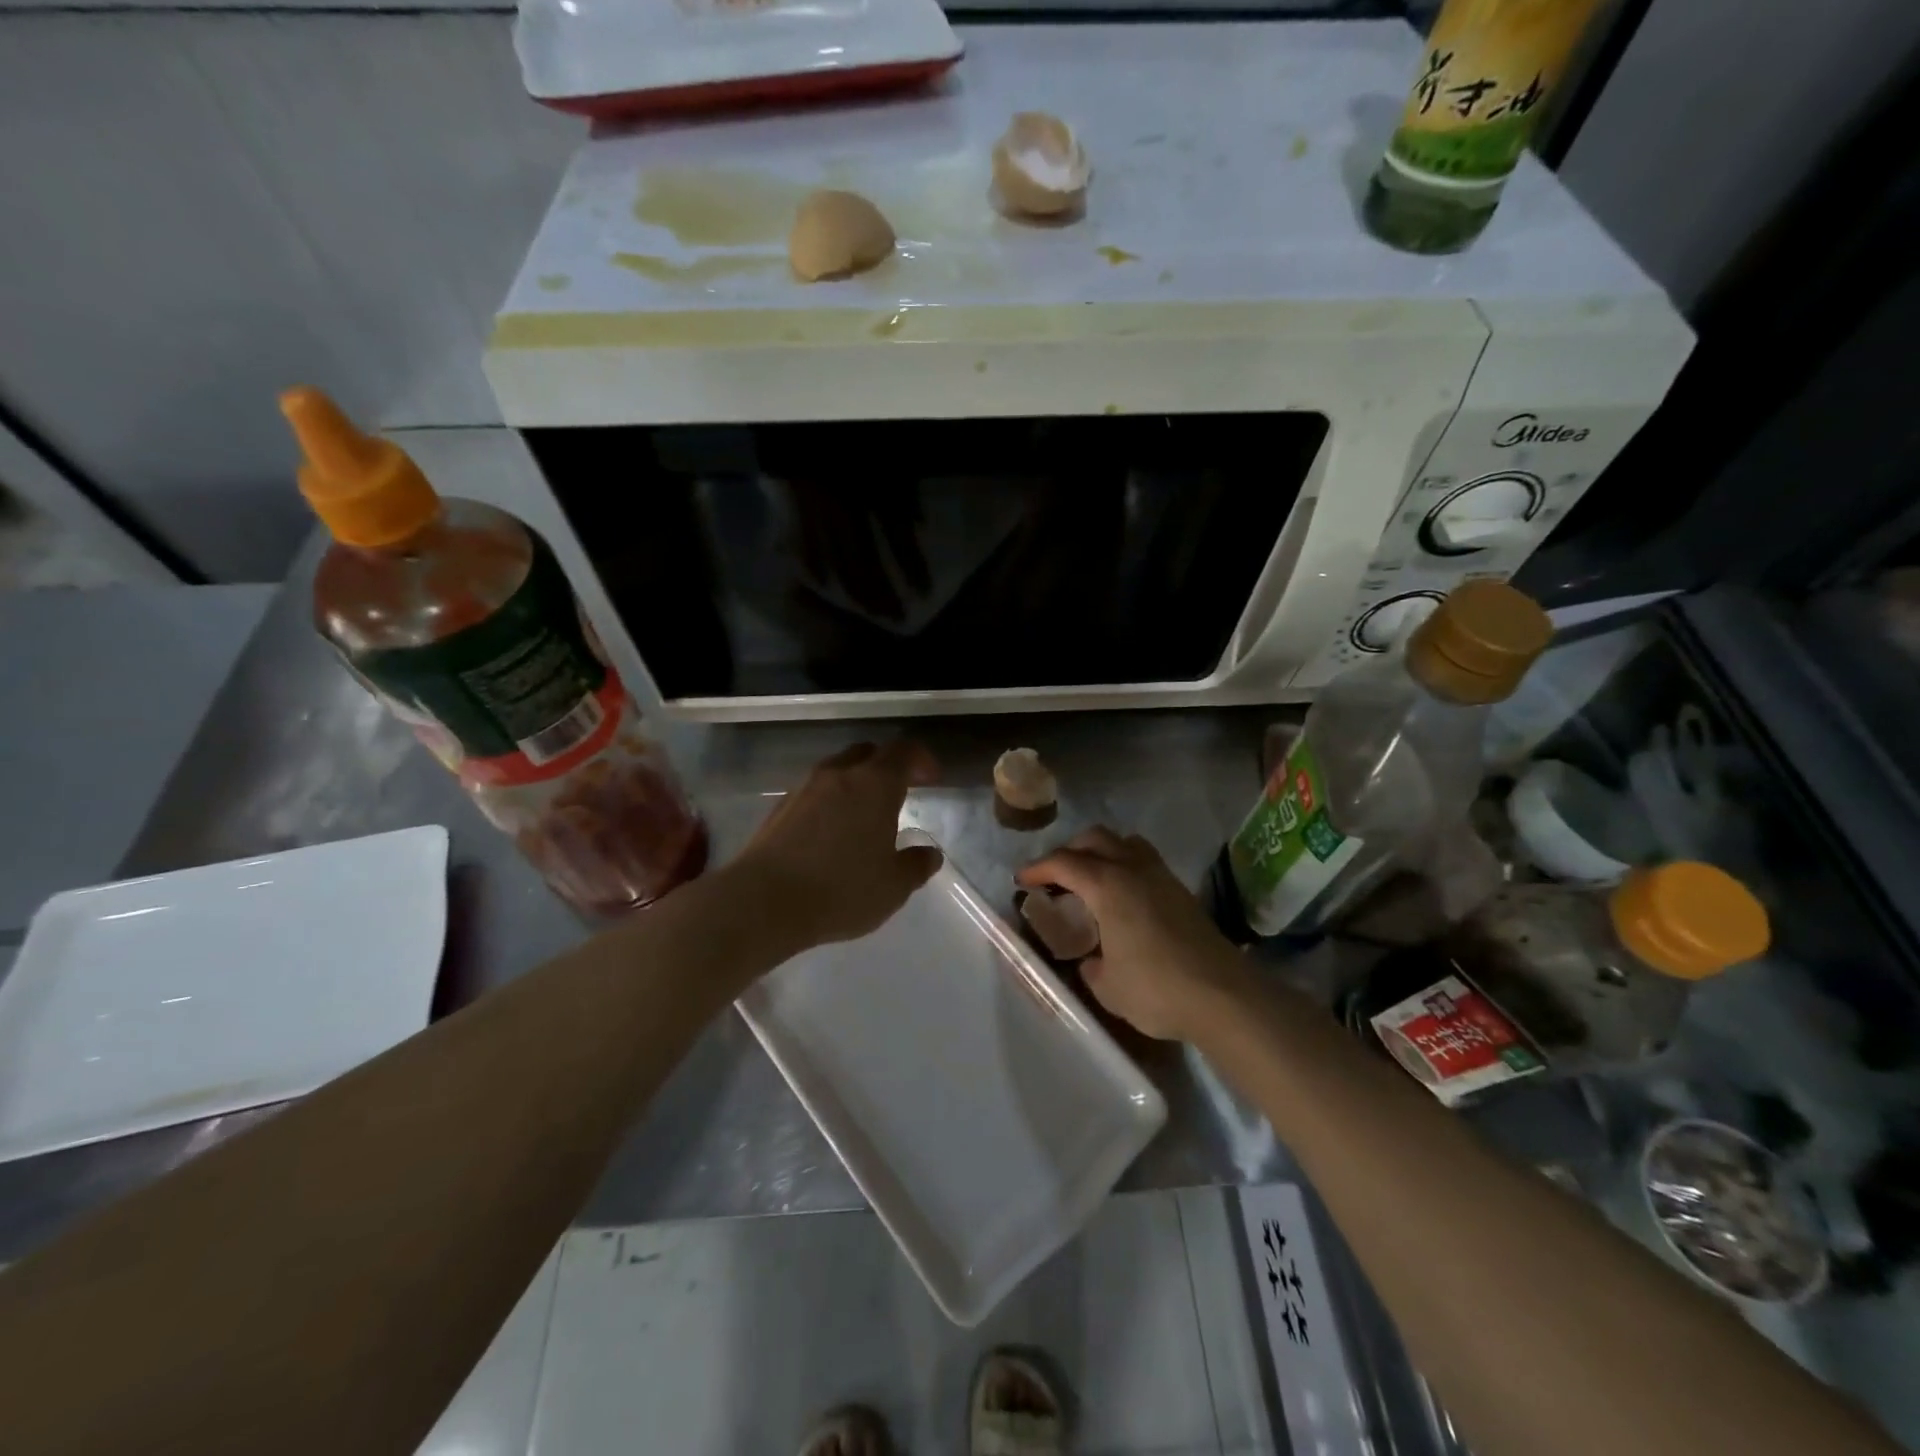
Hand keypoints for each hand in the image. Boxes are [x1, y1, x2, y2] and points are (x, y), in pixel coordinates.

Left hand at [736, 741, 941, 948]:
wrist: (763, 901)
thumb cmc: (841, 890)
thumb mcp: (893, 886)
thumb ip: (916, 865)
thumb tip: (929, 854)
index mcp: (875, 784)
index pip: (904, 751)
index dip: (922, 759)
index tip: (931, 779)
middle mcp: (839, 775)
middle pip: (868, 753)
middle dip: (888, 766)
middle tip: (900, 792)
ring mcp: (805, 788)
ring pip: (838, 770)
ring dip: (856, 783)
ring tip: (865, 815)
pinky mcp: (780, 808)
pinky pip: (814, 792)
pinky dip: (830, 802)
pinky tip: (831, 833)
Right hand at [1017, 828, 1248, 1040]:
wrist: (1224, 996)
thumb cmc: (1156, 989)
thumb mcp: (1108, 986)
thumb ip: (1091, 967)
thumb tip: (1092, 960)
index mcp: (1107, 886)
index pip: (1063, 863)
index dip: (1038, 869)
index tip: (1021, 881)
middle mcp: (1132, 869)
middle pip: (1094, 839)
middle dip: (1068, 851)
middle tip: (1053, 877)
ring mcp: (1161, 876)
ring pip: (1124, 842)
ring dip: (1100, 851)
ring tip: (1089, 879)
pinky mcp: (1181, 891)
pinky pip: (1144, 860)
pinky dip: (1124, 865)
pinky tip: (1122, 897)